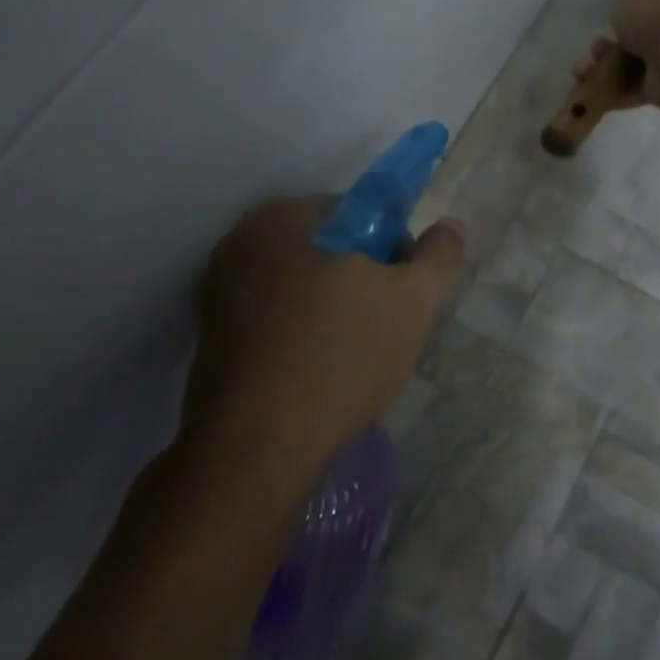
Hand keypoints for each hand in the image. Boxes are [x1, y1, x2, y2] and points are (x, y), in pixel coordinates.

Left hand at [186, 196, 464, 472]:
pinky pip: (274, 315)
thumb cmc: (343, 355)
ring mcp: (218, 288)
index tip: (404, 294)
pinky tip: (317, 368)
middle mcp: (242, 240)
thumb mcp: (415, 299)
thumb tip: (450, 225)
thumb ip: (439, 254)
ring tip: (353, 353)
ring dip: (332, 305)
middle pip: (329, 247)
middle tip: (385, 325)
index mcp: (287, 216)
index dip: (395, 250)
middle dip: (362, 278)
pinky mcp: (209, 334)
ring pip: (301, 283)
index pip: (362, 212)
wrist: (258, 447)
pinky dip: (300, 329)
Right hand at [570, 0, 659, 111]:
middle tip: (593, 50)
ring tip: (582, 73)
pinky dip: (611, 94)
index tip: (604, 19)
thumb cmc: (652, 12)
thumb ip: (622, 3)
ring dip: (602, 71)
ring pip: (628, 66)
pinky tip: (590, 94)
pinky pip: (631, 90)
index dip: (621, 10)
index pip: (644, 0)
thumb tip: (625, 16)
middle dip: (605, 46)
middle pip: (632, 37)